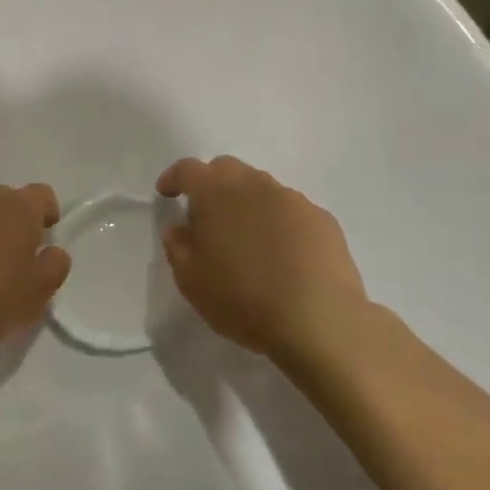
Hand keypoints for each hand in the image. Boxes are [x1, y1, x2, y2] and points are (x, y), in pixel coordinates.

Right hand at [156, 157, 370, 354]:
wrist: (318, 321)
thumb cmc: (241, 298)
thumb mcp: (191, 280)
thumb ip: (178, 246)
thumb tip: (180, 228)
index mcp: (216, 192)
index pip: (188, 169)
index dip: (174, 178)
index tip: (166, 193)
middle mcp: (255, 184)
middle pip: (227, 169)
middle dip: (211, 184)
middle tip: (206, 216)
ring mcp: (293, 199)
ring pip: (261, 188)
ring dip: (247, 203)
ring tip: (247, 240)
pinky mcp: (322, 219)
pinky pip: (291, 211)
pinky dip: (279, 223)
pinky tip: (282, 254)